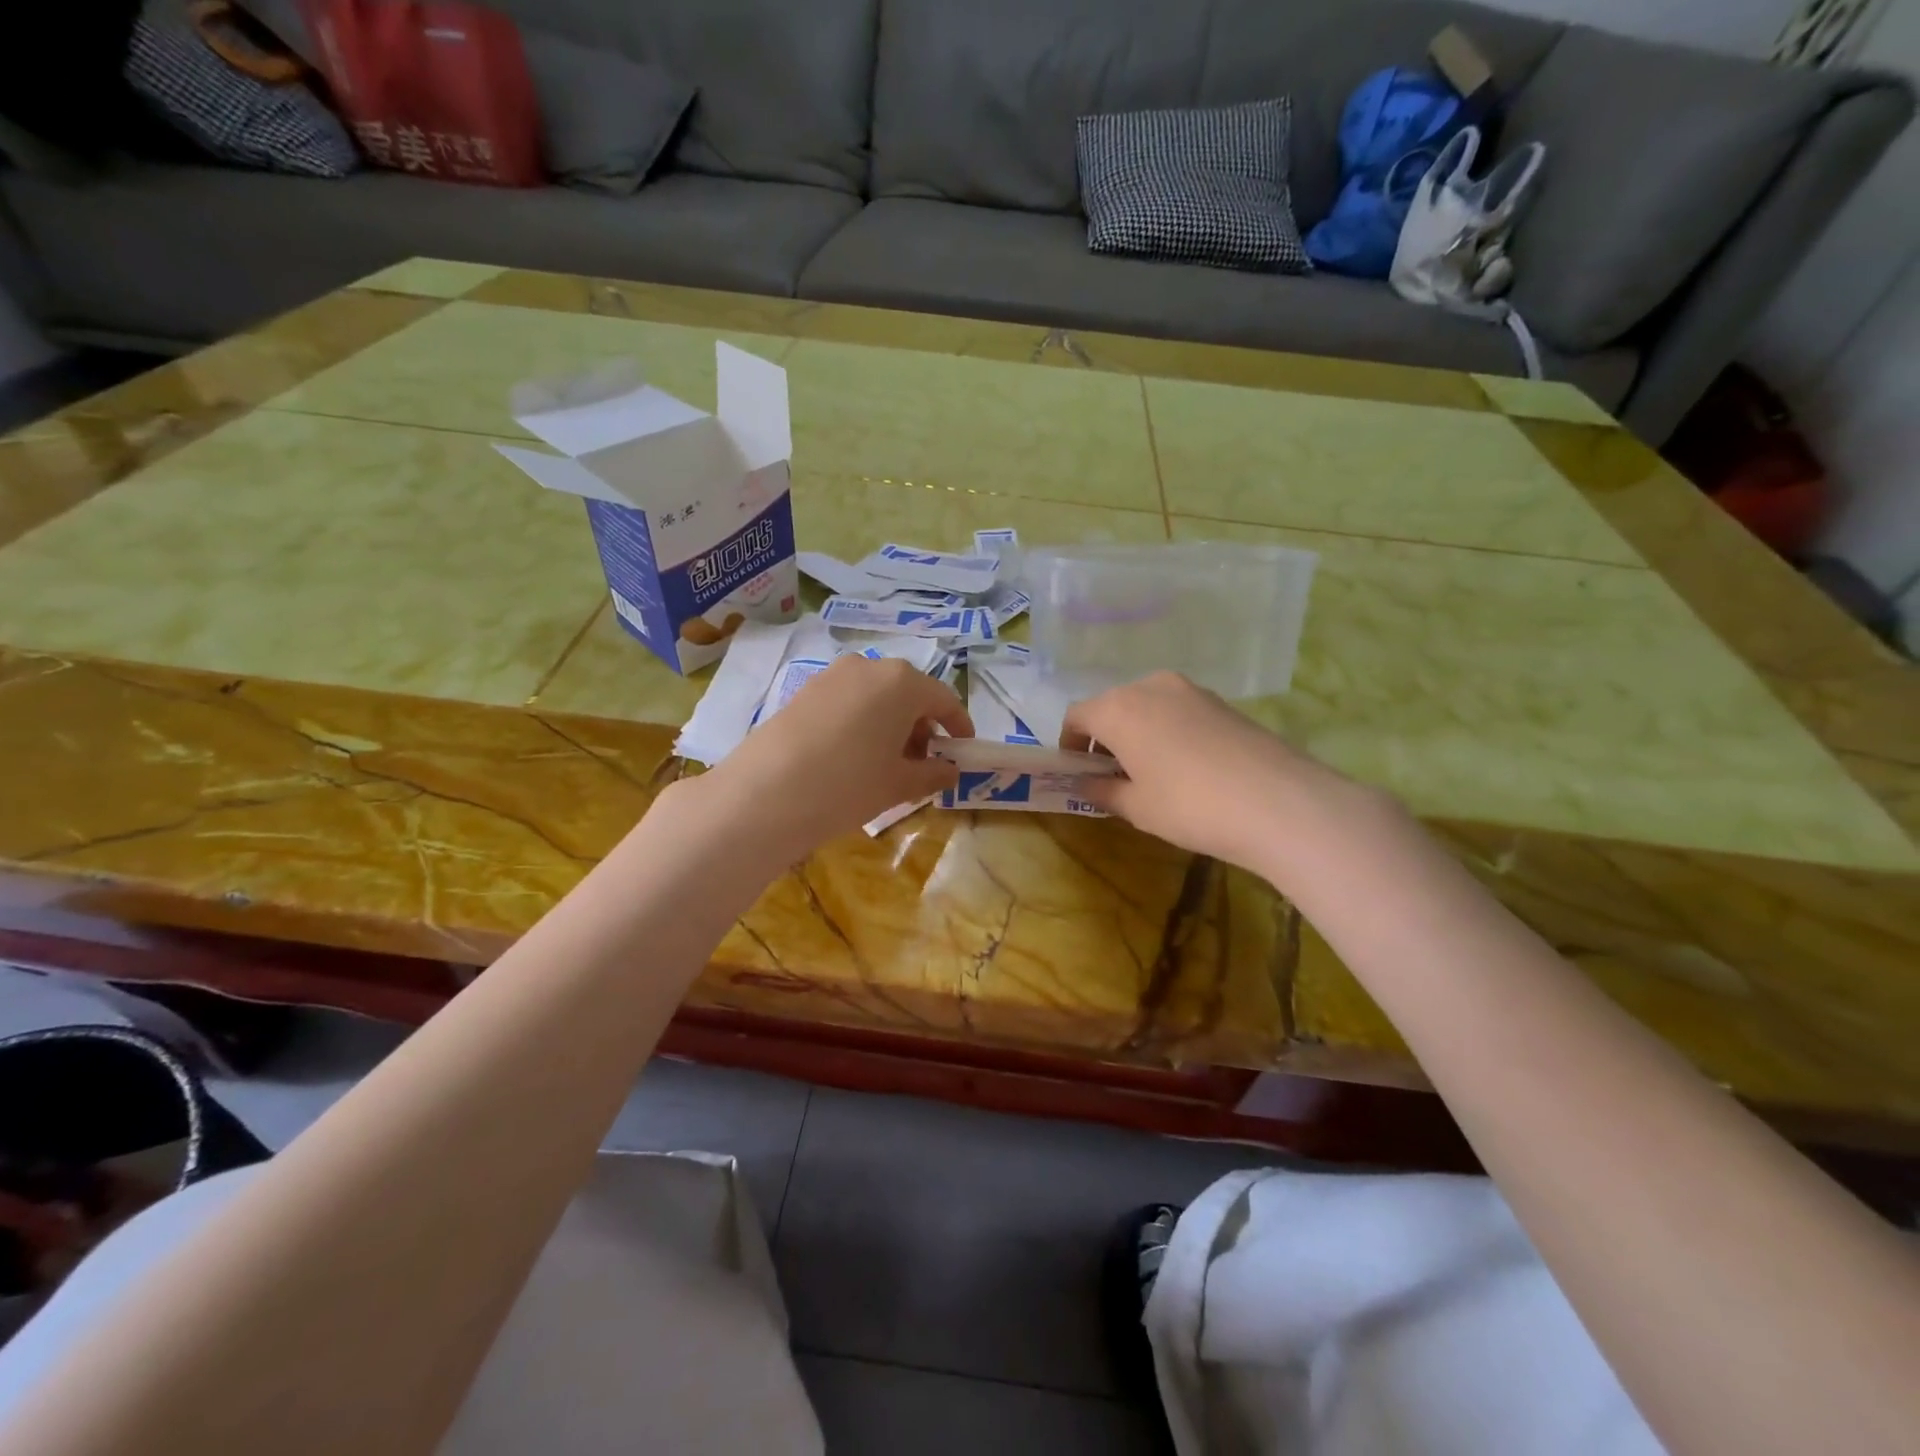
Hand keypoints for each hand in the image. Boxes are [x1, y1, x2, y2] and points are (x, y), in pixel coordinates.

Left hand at [701, 654, 972, 860]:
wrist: (764, 794)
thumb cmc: (848, 785)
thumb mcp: (900, 784)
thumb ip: (934, 773)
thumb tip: (951, 771)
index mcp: (902, 682)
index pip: (944, 699)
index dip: (958, 726)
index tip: (963, 750)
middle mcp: (869, 666)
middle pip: (909, 693)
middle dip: (922, 726)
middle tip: (923, 763)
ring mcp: (832, 675)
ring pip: (877, 696)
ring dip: (891, 724)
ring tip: (887, 764)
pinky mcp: (804, 690)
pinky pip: (848, 701)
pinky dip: (863, 722)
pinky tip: (853, 757)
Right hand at [1063, 671, 1372, 873]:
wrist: (1278, 801)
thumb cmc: (1189, 805)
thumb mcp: (1136, 807)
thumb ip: (1103, 790)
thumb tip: (1087, 783)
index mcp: (1118, 708)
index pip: (1077, 715)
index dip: (1069, 743)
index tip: (1076, 771)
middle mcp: (1150, 687)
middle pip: (1112, 706)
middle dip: (1104, 737)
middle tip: (1111, 774)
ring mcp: (1190, 690)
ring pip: (1147, 706)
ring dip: (1137, 732)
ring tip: (1149, 771)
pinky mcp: (1221, 701)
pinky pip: (1177, 710)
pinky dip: (1167, 730)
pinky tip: (1184, 765)